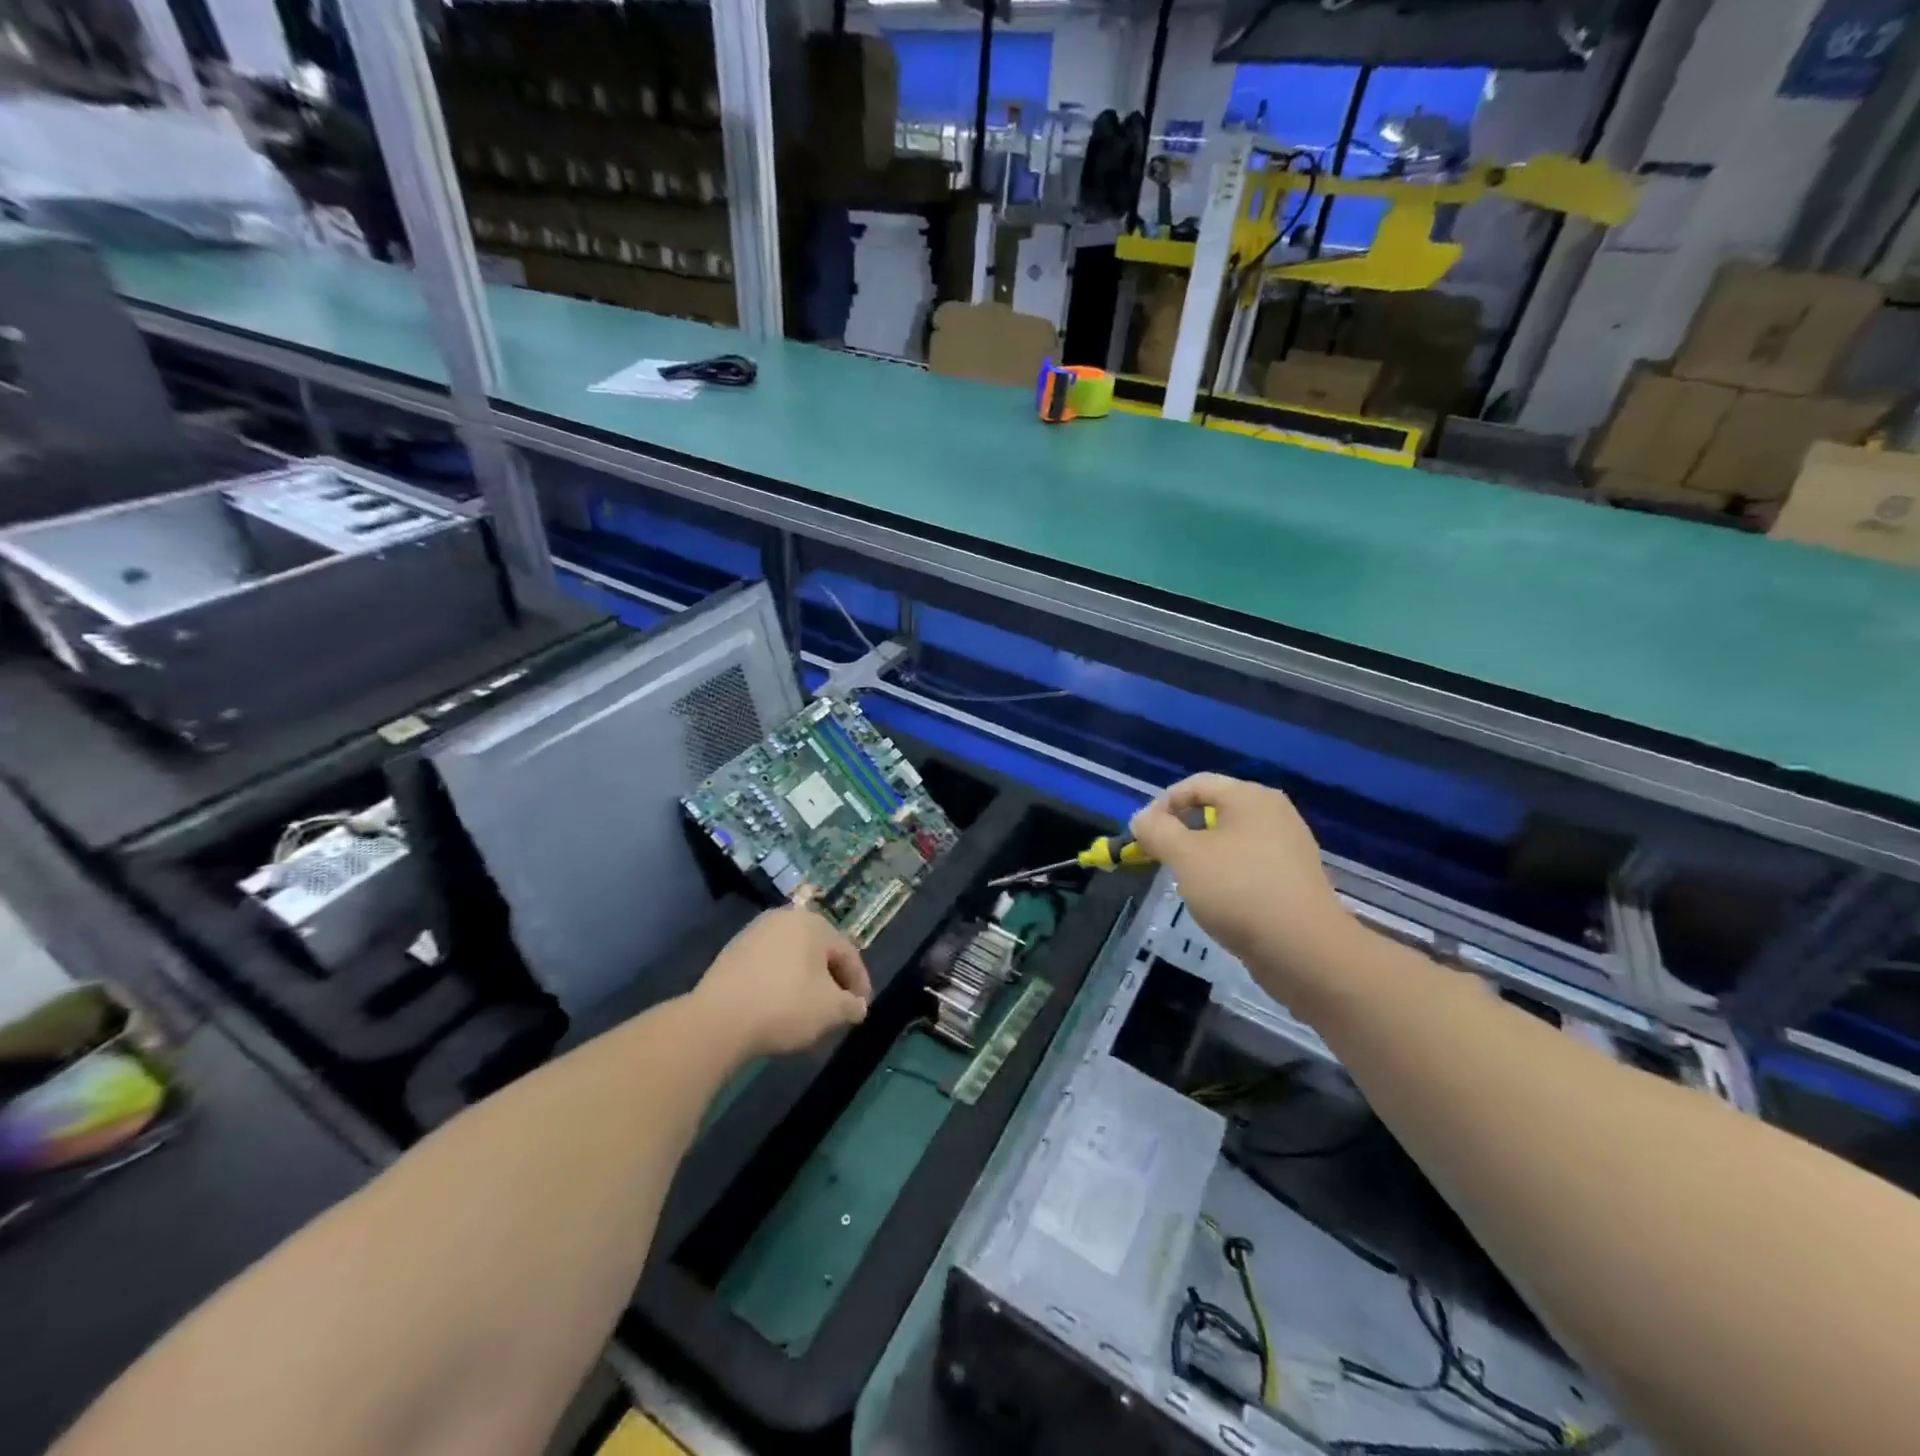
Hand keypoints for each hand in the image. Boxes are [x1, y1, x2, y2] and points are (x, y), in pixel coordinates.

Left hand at [692, 907, 870, 1057]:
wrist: (718, 1019)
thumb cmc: (785, 1005)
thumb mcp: (830, 1010)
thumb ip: (851, 1005)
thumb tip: (858, 1006)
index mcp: (813, 923)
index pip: (847, 953)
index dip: (859, 983)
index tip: (861, 1009)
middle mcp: (784, 919)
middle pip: (819, 952)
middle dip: (832, 981)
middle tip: (838, 1009)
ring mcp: (755, 933)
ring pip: (793, 958)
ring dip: (806, 982)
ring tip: (810, 1012)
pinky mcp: (732, 952)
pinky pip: (769, 966)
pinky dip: (781, 983)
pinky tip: (779, 1007)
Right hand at [1129, 774, 1356, 1006]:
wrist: (1304, 950)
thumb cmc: (1238, 890)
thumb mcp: (1185, 856)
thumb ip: (1157, 831)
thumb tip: (1142, 819)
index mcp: (1250, 797)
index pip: (1195, 784)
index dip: (1162, 805)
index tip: (1141, 835)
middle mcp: (1274, 814)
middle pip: (1214, 810)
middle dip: (1181, 831)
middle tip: (1160, 858)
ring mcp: (1289, 847)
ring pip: (1231, 840)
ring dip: (1202, 856)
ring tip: (1186, 882)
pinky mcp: (1294, 880)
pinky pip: (1249, 865)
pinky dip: (1226, 876)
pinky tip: (1218, 901)